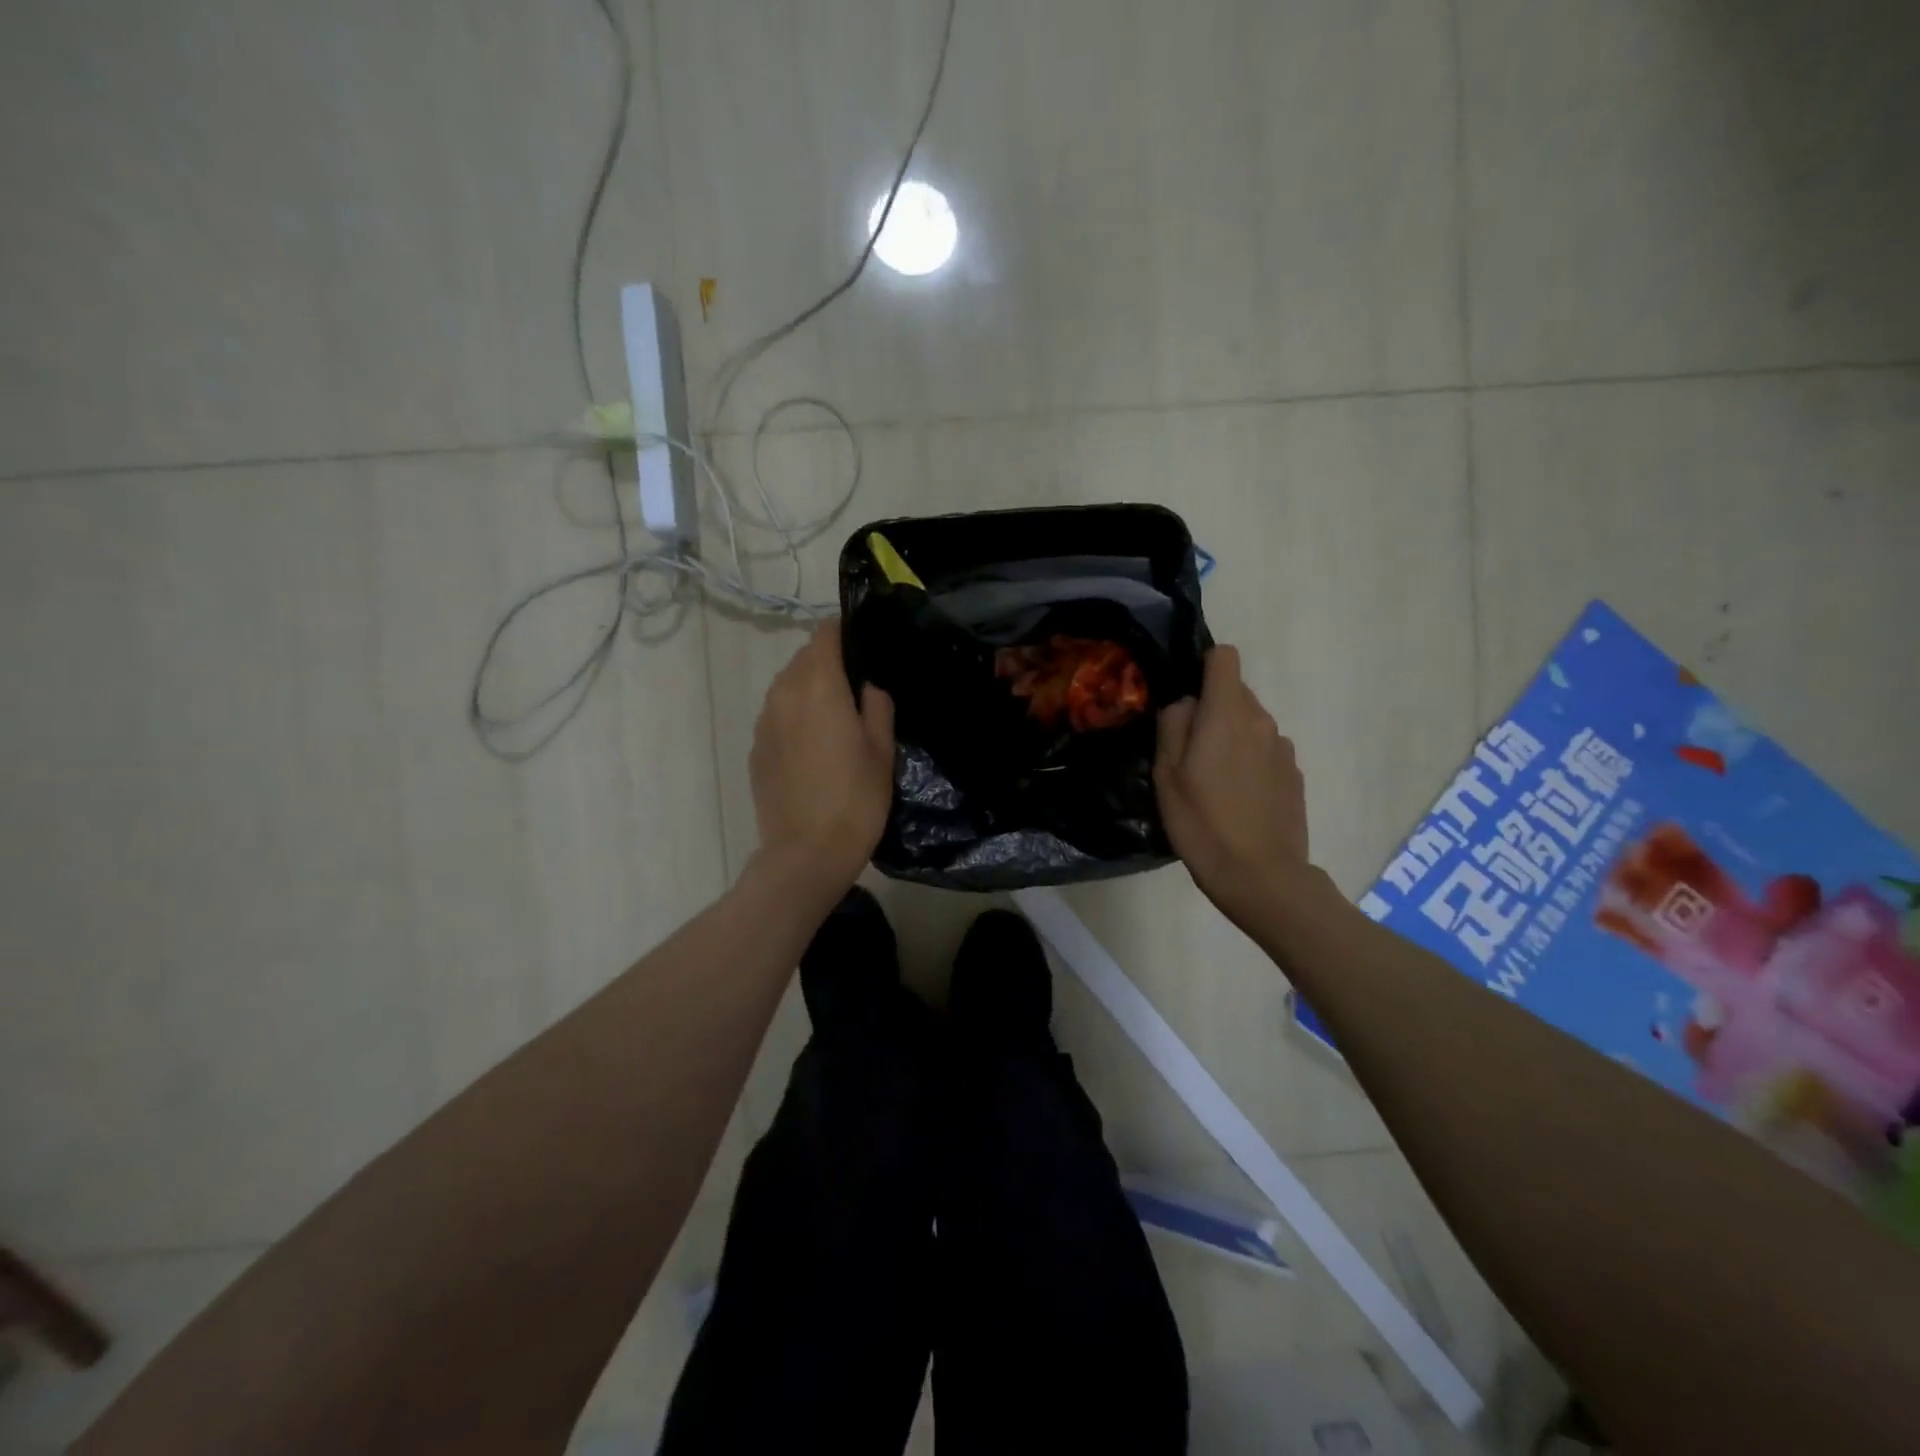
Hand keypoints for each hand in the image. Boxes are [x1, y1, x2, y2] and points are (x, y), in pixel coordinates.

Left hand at [748, 620, 895, 894]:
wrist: (805, 854)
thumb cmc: (855, 799)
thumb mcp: (882, 750)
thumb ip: (877, 706)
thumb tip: (868, 686)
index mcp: (818, 685)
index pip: (825, 634)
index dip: (845, 631)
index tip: (865, 643)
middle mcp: (783, 694)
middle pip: (804, 658)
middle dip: (829, 661)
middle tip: (858, 686)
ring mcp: (764, 722)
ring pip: (787, 686)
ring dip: (810, 689)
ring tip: (837, 716)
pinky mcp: (756, 748)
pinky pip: (777, 715)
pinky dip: (795, 716)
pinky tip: (815, 745)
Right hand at [1154, 645, 1310, 919]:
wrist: (1261, 876)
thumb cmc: (1203, 823)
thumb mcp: (1166, 775)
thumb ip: (1173, 726)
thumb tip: (1186, 704)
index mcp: (1227, 715)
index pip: (1224, 658)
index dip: (1203, 667)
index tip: (1186, 697)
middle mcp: (1261, 721)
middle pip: (1236, 692)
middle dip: (1212, 709)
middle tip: (1189, 750)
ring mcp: (1283, 748)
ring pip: (1251, 723)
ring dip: (1231, 736)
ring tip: (1213, 779)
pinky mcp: (1294, 774)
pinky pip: (1265, 750)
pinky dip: (1249, 760)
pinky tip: (1237, 798)